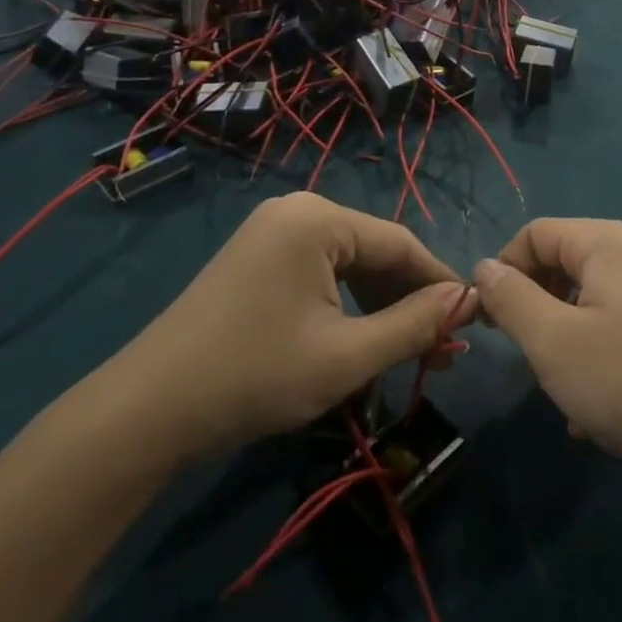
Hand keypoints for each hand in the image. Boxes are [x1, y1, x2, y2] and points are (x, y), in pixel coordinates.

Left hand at [106, 194, 473, 462]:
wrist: (149, 410)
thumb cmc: (255, 376)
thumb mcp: (347, 356)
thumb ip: (414, 324)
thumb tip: (466, 298)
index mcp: (318, 218)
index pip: (400, 244)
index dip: (440, 284)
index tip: (472, 323)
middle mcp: (296, 211)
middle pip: (374, 252)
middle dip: (409, 302)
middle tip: (442, 352)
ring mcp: (271, 233)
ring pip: (348, 265)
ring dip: (380, 307)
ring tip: (410, 354)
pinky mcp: (256, 259)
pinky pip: (318, 274)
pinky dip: (346, 306)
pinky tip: (362, 340)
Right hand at [473, 220, 621, 492]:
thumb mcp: (553, 341)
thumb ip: (511, 298)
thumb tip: (485, 267)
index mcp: (606, 242)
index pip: (535, 234)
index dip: (503, 270)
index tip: (490, 321)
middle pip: (565, 264)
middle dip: (536, 308)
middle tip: (527, 356)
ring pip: (592, 301)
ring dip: (566, 339)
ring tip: (564, 391)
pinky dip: (600, 354)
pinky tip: (599, 409)